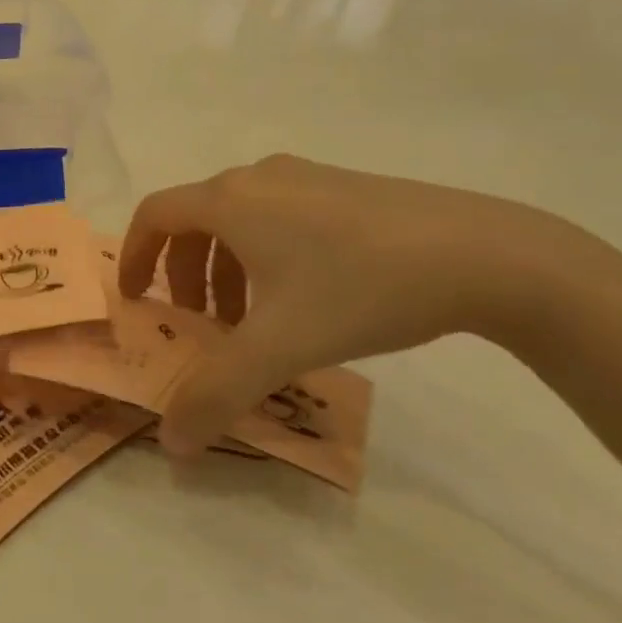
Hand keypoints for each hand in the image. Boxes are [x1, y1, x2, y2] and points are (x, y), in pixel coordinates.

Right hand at [119, 154, 568, 454]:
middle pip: (194, 220)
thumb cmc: (361, 287)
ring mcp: (306, 178)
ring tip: (252, 320)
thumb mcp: (282, 346)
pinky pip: (279, 218)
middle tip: (200, 324)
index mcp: (229, 201)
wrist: (487, 254)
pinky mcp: (346, 189)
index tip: (135, 298)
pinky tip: (306, 299)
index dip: (133, 255)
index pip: (154, 215)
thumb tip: (171, 444)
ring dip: (226, 269)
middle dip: (184, 274)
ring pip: (239, 221)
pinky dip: (265, 257)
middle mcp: (258, 178)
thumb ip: (217, 394)